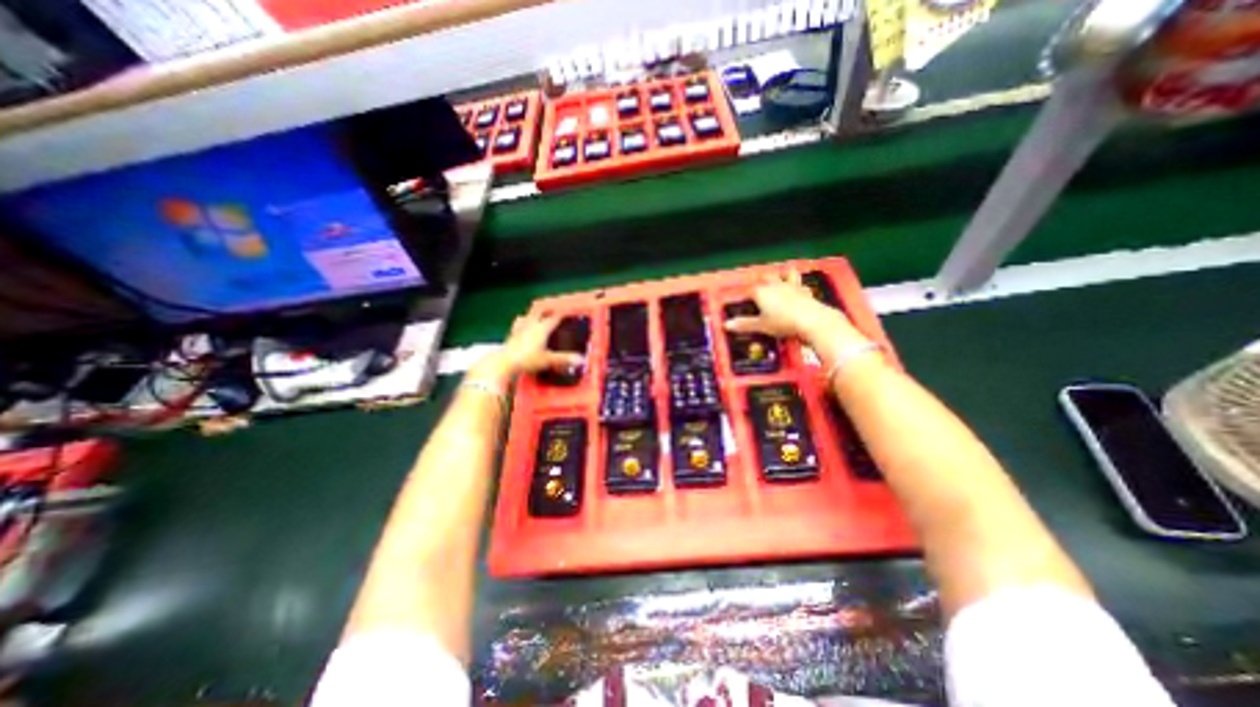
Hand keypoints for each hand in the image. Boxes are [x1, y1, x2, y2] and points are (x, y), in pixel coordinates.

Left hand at [476, 311, 589, 382]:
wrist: (504, 363)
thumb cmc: (527, 359)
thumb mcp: (548, 360)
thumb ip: (564, 359)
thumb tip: (581, 359)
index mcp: (542, 329)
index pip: (554, 318)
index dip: (562, 314)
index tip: (568, 311)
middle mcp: (531, 325)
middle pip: (540, 312)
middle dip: (547, 309)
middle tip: (553, 308)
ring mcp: (520, 329)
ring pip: (528, 316)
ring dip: (533, 314)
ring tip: (537, 314)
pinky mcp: (511, 335)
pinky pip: (518, 324)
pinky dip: (522, 322)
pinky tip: (521, 325)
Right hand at [724, 264, 839, 340]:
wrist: (811, 321)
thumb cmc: (783, 322)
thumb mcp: (761, 325)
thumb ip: (744, 324)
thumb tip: (727, 325)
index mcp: (761, 292)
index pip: (748, 290)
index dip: (743, 294)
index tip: (740, 299)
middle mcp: (775, 285)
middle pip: (766, 276)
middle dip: (761, 279)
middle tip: (758, 283)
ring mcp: (792, 286)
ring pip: (786, 274)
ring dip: (783, 274)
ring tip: (781, 275)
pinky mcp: (805, 291)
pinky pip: (801, 285)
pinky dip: (799, 286)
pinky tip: (800, 289)